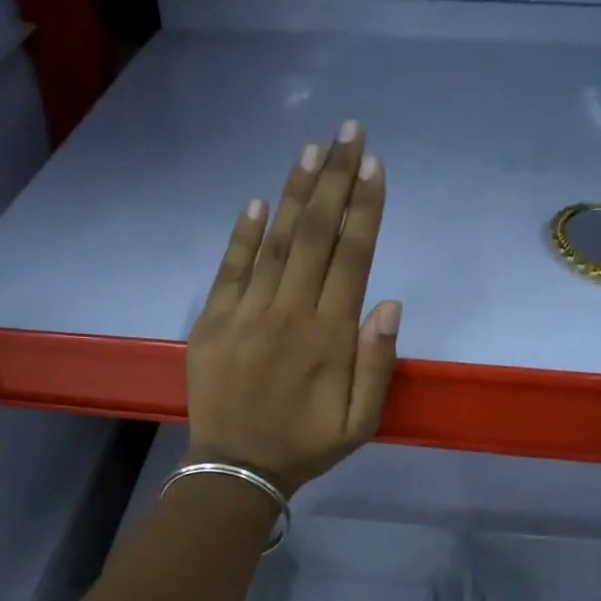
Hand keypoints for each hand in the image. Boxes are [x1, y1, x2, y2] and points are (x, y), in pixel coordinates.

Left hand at [185, 122, 400, 494]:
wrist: (237, 468)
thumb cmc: (306, 446)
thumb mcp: (360, 422)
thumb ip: (377, 364)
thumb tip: (388, 303)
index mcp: (330, 337)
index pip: (351, 257)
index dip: (364, 208)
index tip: (374, 165)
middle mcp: (289, 313)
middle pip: (316, 235)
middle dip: (335, 180)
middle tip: (349, 132)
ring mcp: (246, 314)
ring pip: (276, 242)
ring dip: (295, 194)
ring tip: (312, 149)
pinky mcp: (213, 322)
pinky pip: (230, 269)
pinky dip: (243, 234)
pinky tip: (258, 202)